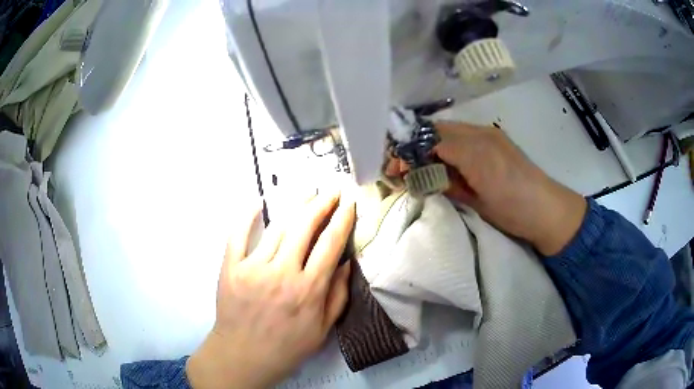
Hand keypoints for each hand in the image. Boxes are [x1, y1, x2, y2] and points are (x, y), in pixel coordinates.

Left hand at [186, 191, 354, 388]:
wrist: (243, 356)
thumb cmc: (287, 347)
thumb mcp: (322, 330)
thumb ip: (338, 296)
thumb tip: (348, 263)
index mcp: (308, 289)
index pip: (330, 244)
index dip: (342, 219)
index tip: (349, 202)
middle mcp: (282, 273)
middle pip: (305, 226)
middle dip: (321, 203)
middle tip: (331, 190)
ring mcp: (253, 267)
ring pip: (277, 227)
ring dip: (294, 206)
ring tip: (306, 193)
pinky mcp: (230, 267)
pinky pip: (237, 234)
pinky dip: (247, 216)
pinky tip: (257, 202)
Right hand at [387, 122, 585, 255]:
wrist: (547, 210)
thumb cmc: (513, 210)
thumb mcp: (476, 201)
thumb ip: (446, 182)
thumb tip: (418, 174)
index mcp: (475, 149)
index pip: (430, 139)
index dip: (408, 151)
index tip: (392, 168)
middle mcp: (479, 133)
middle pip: (436, 130)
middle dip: (414, 146)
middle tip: (401, 168)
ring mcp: (488, 133)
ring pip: (447, 131)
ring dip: (429, 145)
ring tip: (418, 167)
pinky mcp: (494, 139)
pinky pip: (462, 135)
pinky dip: (446, 146)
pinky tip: (442, 162)